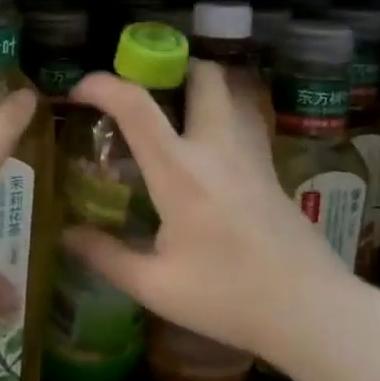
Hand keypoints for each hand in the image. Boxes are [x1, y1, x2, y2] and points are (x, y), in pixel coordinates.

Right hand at [62, 61, 379, 380]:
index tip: (79, 90)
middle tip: (142, 93)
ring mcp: (251, 156)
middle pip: (203, 75)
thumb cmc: (229, 298)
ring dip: (198, 90)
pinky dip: (218, 118)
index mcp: (180, 172)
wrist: (313, 311)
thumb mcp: (155, 286)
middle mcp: (217, 149)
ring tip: (170, 117)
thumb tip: (66, 234)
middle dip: (170, 69)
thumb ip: (105, 256)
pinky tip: (203, 156)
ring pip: (229, 94)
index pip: (137, 106)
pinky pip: (242, 123)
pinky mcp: (271, 170)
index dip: (102, 86)